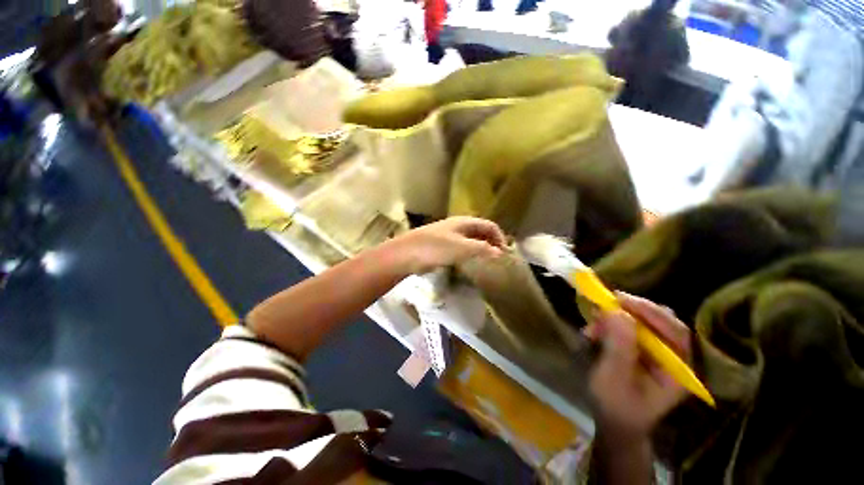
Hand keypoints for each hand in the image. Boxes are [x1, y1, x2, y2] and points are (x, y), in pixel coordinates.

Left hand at [391, 217, 505, 273]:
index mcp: (464, 222)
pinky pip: (460, 248)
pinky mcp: (441, 247)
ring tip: (487, 262)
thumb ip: (482, 249)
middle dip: (491, 243)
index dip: (499, 237)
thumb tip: (500, 252)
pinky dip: (469, 254)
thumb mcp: (461, 248)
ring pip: (470, 240)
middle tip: (498, 259)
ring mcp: (449, 236)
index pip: (489, 225)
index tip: (504, 253)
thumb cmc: (434, 248)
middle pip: (480, 231)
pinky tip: (469, 263)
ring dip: (480, 249)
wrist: (406, 254)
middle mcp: (458, 226)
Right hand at [585, 292, 689, 439]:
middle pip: (659, 323)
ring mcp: (656, 354)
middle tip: (603, 305)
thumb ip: (618, 346)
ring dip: (615, 318)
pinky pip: (628, 329)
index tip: (620, 300)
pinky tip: (594, 330)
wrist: (614, 424)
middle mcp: (672, 358)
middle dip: (630, 312)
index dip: (650, 312)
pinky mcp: (641, 351)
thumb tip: (616, 311)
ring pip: (641, 323)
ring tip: (593, 321)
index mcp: (677, 370)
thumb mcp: (614, 378)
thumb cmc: (616, 407)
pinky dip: (610, 325)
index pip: (674, 332)